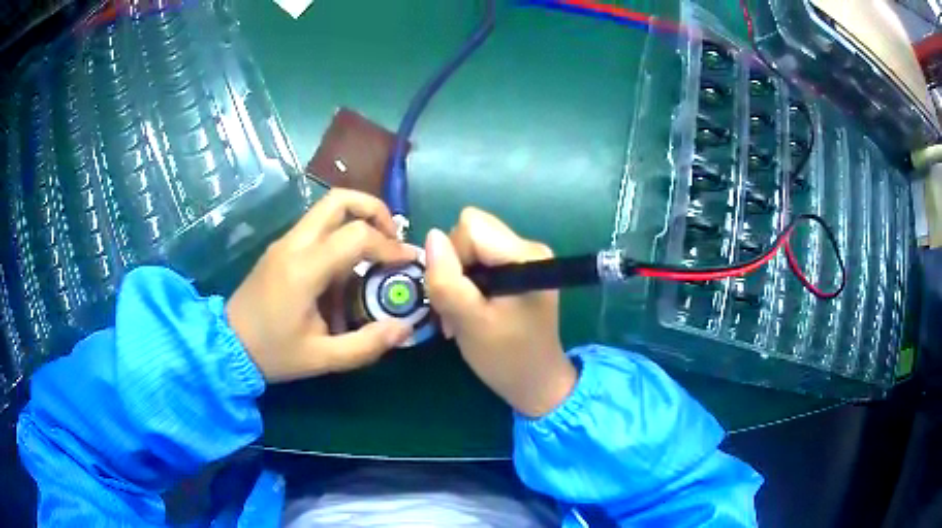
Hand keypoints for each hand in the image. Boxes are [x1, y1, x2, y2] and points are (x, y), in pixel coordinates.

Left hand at [226, 190, 414, 382]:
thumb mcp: (322, 358)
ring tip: (375, 251)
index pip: (357, 236)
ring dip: (358, 219)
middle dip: (374, 209)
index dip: (390, 246)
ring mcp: (284, 242)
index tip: (408, 262)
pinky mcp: (280, 248)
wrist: (227, 346)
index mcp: (304, 269)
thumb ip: (366, 345)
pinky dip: (341, 233)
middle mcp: (294, 245)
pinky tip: (347, 268)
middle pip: (339, 200)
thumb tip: (404, 327)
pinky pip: (316, 226)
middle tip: (392, 238)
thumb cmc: (273, 353)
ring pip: (327, 208)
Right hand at [424, 208, 576, 417]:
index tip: (458, 294)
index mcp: (524, 256)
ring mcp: (525, 258)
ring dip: (459, 277)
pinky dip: (469, 282)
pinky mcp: (519, 269)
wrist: (536, 383)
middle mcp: (529, 247)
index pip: (470, 227)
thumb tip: (432, 236)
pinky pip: (481, 259)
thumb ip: (447, 280)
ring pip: (472, 246)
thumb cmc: (506, 358)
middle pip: (471, 232)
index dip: (453, 256)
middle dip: (455, 266)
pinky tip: (474, 309)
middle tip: (458, 307)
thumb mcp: (469, 322)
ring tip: (465, 312)